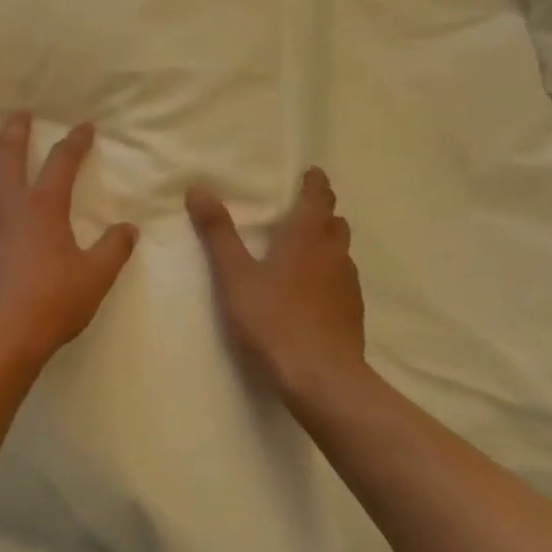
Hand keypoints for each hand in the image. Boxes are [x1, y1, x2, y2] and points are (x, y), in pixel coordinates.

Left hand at [0, 115, 137, 382]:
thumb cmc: (51, 304)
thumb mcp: (95, 278)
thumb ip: (114, 250)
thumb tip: (129, 229)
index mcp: (43, 206)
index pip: (62, 162)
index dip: (75, 141)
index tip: (85, 126)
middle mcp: (9, 206)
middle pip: (8, 157)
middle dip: (15, 131)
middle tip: (18, 114)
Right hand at [187, 167, 366, 405]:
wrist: (321, 378)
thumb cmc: (273, 320)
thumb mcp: (235, 276)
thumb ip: (218, 233)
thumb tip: (198, 189)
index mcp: (306, 237)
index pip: (318, 197)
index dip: (315, 183)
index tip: (311, 173)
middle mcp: (333, 253)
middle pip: (334, 222)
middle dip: (321, 212)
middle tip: (301, 210)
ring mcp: (348, 284)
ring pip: (341, 251)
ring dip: (327, 242)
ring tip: (305, 249)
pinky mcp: (353, 312)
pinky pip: (343, 279)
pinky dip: (330, 273)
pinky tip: (313, 291)